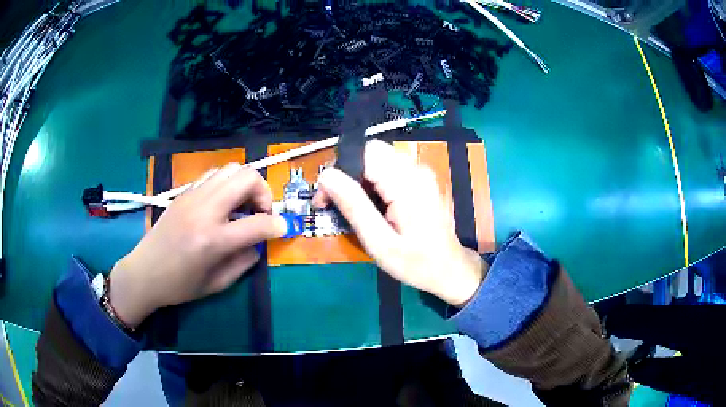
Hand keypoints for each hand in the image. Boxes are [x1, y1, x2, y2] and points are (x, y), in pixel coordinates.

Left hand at [109, 164, 287, 327]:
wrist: (144, 272)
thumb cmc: (180, 286)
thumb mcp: (217, 284)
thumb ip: (244, 262)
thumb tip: (258, 244)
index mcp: (213, 240)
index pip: (258, 223)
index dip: (278, 225)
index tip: (283, 229)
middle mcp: (204, 211)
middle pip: (247, 178)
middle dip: (264, 193)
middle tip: (261, 212)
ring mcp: (192, 197)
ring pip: (231, 169)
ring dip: (245, 184)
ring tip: (242, 206)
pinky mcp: (184, 193)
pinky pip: (213, 175)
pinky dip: (226, 183)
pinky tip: (223, 203)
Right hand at [313, 140, 486, 306]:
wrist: (450, 269)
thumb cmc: (416, 262)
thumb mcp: (379, 242)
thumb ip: (354, 205)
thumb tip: (326, 176)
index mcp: (407, 183)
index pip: (364, 153)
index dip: (338, 169)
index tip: (324, 197)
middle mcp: (415, 169)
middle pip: (370, 152)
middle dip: (346, 172)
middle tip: (333, 202)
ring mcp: (420, 172)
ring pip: (377, 158)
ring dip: (357, 177)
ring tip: (350, 206)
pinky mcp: (420, 179)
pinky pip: (388, 168)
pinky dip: (371, 181)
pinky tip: (370, 204)